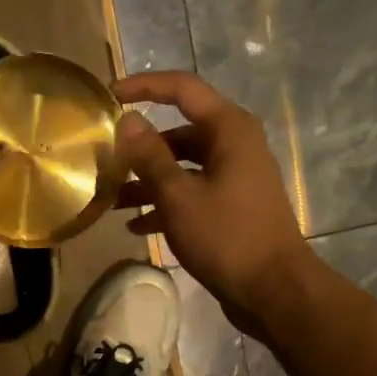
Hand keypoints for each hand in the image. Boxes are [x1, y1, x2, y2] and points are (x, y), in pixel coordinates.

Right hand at [113, 71, 311, 334]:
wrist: (272, 289)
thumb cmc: (225, 236)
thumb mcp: (178, 196)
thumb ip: (150, 157)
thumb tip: (128, 121)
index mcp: (228, 129)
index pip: (182, 89)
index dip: (144, 86)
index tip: (109, 95)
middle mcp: (234, 145)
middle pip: (178, 132)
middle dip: (140, 147)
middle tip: (104, 161)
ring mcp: (234, 176)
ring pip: (182, 166)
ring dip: (147, 180)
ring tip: (111, 199)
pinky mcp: (231, 205)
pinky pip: (191, 192)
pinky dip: (164, 203)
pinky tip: (135, 225)